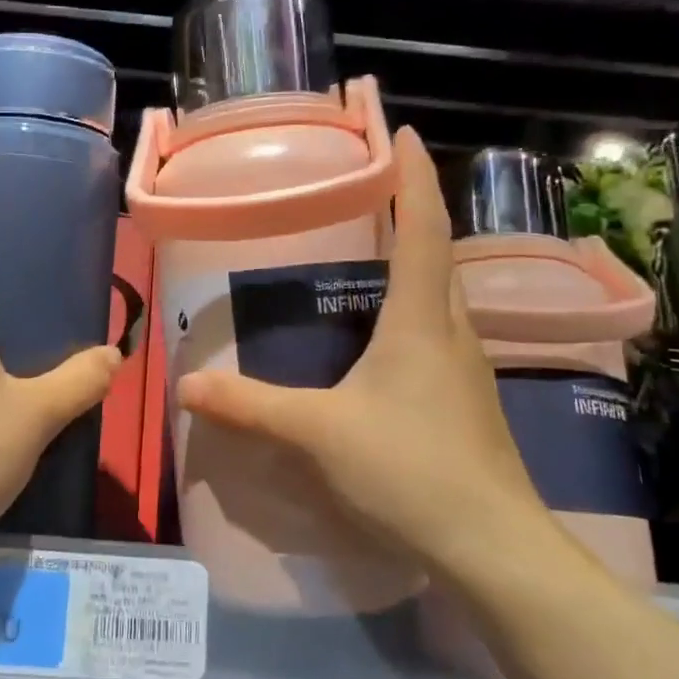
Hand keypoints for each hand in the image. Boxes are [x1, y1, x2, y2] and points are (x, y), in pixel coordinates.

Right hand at [176, 126, 569, 591]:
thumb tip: (187, 387)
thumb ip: (251, 406)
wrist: (492, 547)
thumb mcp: (319, 433)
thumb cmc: (409, 470)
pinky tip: (383, 341)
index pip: (423, 228)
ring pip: (440, 299)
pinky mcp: (468, 404)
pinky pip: (439, 337)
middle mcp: (452, 333)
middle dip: (412, 214)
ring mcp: (468, 370)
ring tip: (371, 257)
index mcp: (420, 321)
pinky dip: (412, 315)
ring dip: (414, 266)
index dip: (413, 177)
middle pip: (437, 257)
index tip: (400, 131)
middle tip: (370, 193)